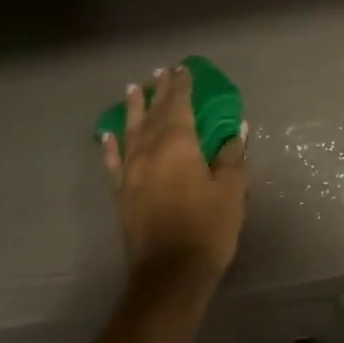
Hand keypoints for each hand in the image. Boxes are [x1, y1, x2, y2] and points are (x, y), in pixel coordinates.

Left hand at [101, 64, 246, 281]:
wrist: (170, 273)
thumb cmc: (208, 228)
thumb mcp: (231, 191)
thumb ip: (231, 156)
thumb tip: (235, 130)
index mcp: (178, 145)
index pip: (179, 105)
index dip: (182, 86)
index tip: (183, 69)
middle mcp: (148, 150)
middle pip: (154, 113)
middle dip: (159, 91)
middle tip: (161, 72)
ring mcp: (130, 171)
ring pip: (130, 130)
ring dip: (133, 108)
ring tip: (133, 89)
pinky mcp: (121, 192)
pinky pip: (113, 160)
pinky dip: (111, 143)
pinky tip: (109, 134)